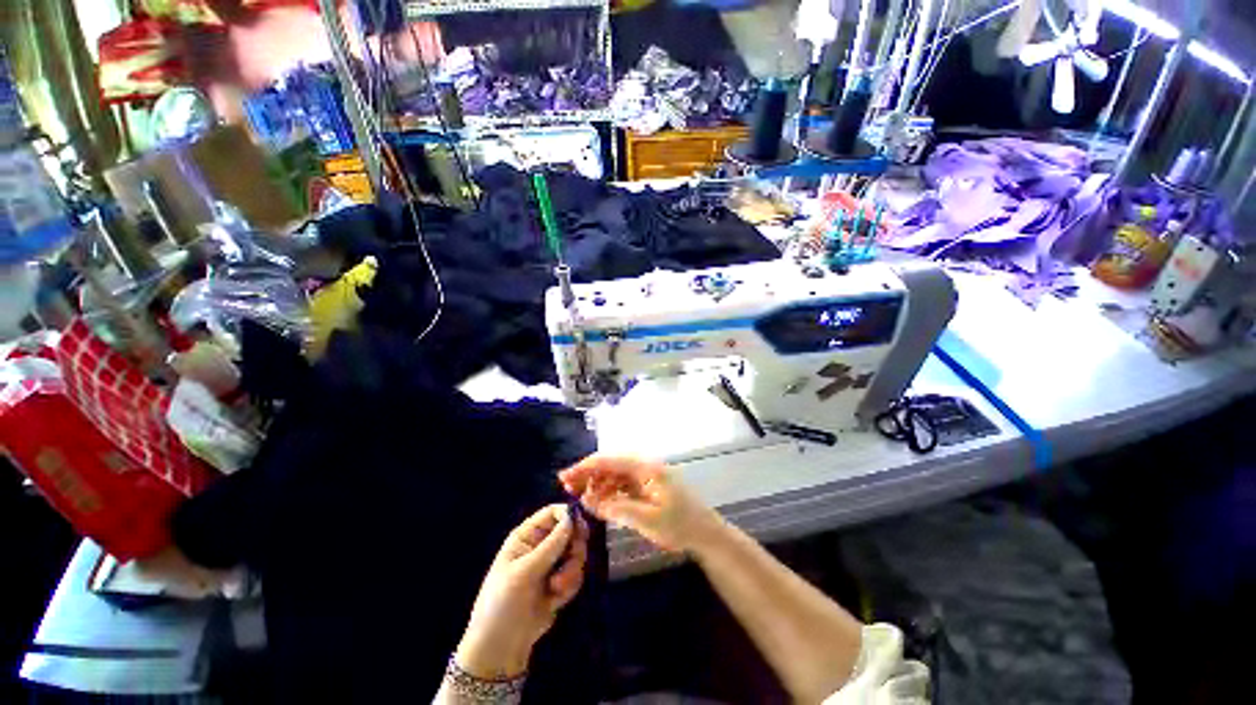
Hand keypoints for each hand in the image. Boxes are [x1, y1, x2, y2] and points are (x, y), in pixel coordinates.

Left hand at [455, 504, 587, 678]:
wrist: (499, 650)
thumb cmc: (503, 604)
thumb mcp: (525, 572)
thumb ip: (551, 545)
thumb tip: (572, 517)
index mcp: (526, 536)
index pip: (553, 512)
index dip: (569, 516)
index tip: (582, 530)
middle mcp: (540, 545)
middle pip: (570, 531)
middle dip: (574, 548)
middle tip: (572, 560)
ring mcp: (550, 565)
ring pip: (576, 553)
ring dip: (572, 570)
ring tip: (557, 588)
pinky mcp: (559, 583)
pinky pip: (576, 573)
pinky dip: (570, 585)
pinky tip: (556, 600)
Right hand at [559, 454, 723, 553]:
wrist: (706, 534)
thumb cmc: (680, 526)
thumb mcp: (647, 520)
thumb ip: (616, 508)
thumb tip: (588, 501)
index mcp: (646, 468)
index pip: (610, 461)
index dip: (586, 467)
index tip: (565, 477)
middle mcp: (645, 467)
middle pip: (611, 464)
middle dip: (589, 474)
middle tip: (567, 487)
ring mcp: (647, 476)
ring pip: (615, 474)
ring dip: (597, 483)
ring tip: (580, 496)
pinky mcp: (647, 487)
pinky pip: (623, 484)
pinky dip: (609, 491)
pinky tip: (599, 501)